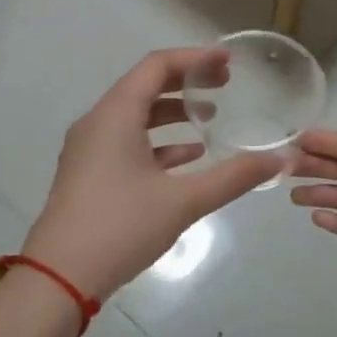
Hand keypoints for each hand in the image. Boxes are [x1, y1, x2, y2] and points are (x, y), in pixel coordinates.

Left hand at [21, 48, 284, 302]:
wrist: (59, 277)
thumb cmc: (121, 226)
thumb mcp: (183, 201)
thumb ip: (233, 177)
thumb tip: (277, 160)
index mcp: (115, 115)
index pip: (157, 66)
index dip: (195, 59)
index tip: (228, 63)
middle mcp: (97, 123)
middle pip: (144, 87)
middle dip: (186, 83)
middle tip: (224, 86)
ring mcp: (88, 150)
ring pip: (135, 117)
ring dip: (172, 114)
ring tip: (210, 120)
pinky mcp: (88, 174)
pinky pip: (126, 143)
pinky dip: (157, 143)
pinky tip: (187, 159)